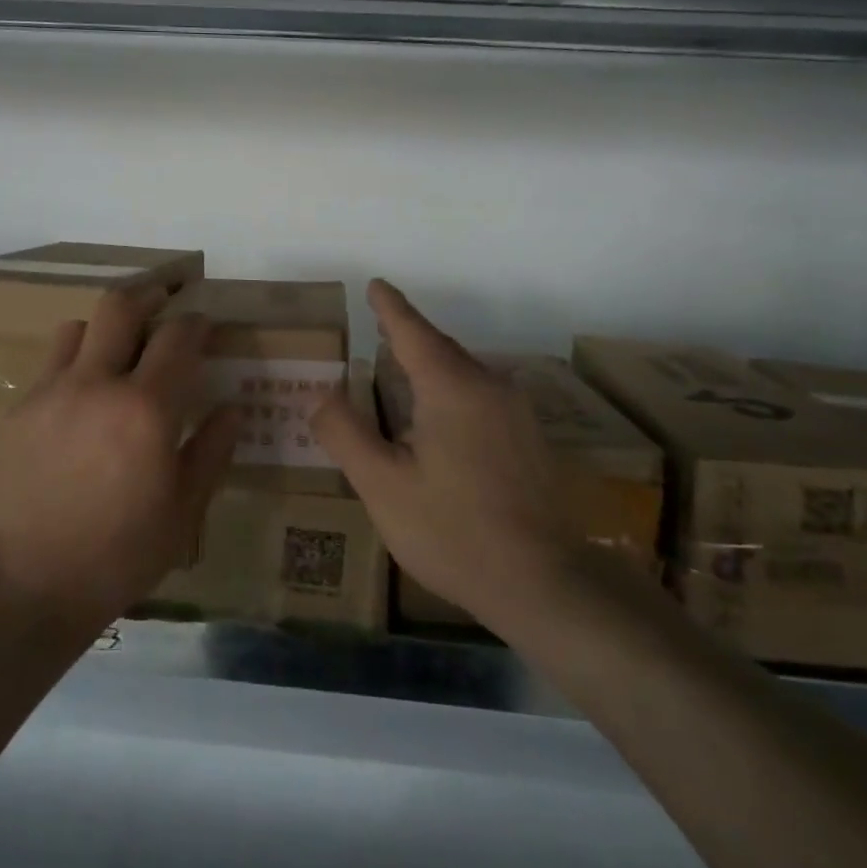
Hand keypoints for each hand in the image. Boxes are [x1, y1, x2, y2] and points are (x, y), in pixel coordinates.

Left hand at [0, 288, 238, 628]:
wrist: (32, 583)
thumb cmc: (122, 552)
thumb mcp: (184, 510)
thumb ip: (211, 450)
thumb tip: (231, 408)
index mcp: (146, 408)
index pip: (178, 337)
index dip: (196, 323)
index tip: (205, 326)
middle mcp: (97, 384)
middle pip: (120, 306)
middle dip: (148, 295)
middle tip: (163, 301)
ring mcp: (51, 393)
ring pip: (78, 327)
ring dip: (104, 328)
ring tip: (116, 350)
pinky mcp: (20, 410)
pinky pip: (50, 365)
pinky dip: (74, 363)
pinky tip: (81, 397)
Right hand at [311, 280, 573, 634]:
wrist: (544, 583)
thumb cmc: (453, 532)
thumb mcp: (383, 486)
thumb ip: (346, 434)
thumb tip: (322, 395)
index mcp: (451, 387)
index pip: (412, 331)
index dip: (390, 307)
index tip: (375, 285)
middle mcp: (489, 386)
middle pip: (440, 349)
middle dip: (408, 337)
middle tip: (377, 331)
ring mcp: (516, 412)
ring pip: (464, 373)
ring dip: (431, 367)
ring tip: (400, 374)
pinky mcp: (530, 438)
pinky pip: (481, 396)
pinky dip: (452, 392)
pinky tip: (440, 420)